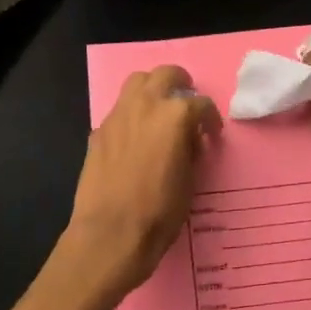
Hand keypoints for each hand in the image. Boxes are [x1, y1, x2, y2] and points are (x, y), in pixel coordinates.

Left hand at [65, 66, 221, 293]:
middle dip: (181, 84)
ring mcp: (117, 116)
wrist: (110, 234)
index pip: (201, 104)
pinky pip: (119, 110)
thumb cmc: (159, 212)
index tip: (212, 134)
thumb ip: (191, 150)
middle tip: (187, 103)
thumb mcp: (190, 181)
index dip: (211, 119)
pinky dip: (132, 114)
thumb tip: (188, 140)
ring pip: (136, 83)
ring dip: (153, 90)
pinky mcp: (98, 131)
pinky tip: (136, 138)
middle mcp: (145, 106)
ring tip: (160, 112)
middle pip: (165, 75)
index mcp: (175, 116)